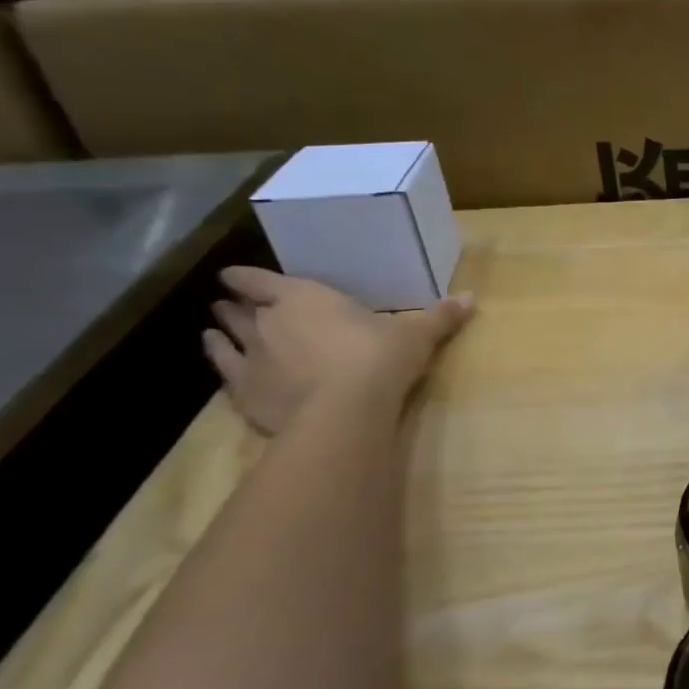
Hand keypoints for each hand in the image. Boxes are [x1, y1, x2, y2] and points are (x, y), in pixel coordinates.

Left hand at [202, 267, 473, 435]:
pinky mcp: (244, 392)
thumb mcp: (416, 336)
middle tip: (234, 304)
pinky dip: (218, 360)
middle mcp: (267, 321)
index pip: (260, 279)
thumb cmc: (380, 359)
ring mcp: (250, 357)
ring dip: (221, 330)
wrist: (345, 411)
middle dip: (236, 304)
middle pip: (240, 307)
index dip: (246, 277)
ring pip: (224, 336)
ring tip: (218, 328)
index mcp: (303, 297)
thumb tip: (471, 297)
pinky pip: (222, 371)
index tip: (235, 277)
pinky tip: (219, 360)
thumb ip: (439, 317)